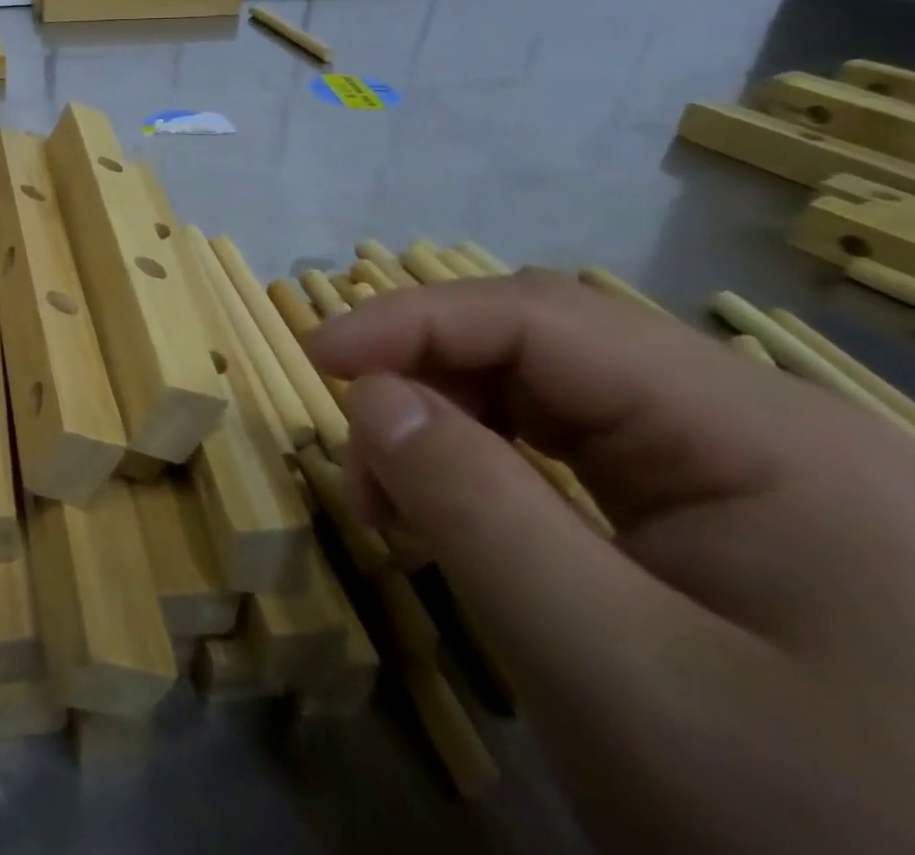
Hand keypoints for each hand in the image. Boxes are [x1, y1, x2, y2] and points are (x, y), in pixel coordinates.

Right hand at [310, 271, 914, 854]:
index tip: (315, 359)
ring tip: (401, 509)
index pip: (546, 317)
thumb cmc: (805, 830)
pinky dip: (492, 470)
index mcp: (768, 438)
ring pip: (550, 395)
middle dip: (427, 384)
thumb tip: (368, 394)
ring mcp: (749, 474)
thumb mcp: (615, 673)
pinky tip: (465, 520)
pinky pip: (575, 452)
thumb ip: (477, 511)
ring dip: (449, 429)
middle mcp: (764, 428)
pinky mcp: (727, 519)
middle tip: (363, 469)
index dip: (414, 320)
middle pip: (546, 349)